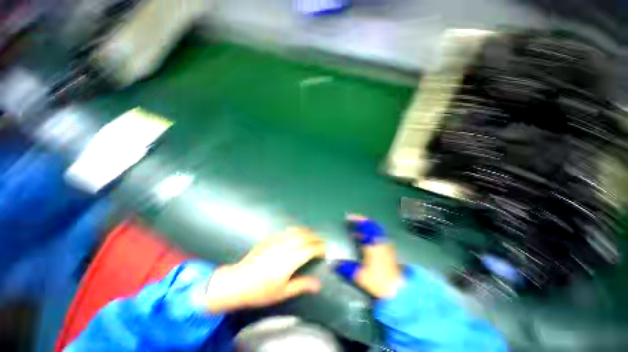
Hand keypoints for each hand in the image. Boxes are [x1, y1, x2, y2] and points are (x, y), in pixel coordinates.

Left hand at [206, 228, 324, 312]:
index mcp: (288, 262)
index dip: (319, 248)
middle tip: (321, 242)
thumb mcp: (282, 293)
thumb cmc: (260, 291)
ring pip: (295, 231)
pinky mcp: (269, 239)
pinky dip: (295, 230)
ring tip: (312, 236)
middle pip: (304, 237)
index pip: (309, 250)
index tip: (325, 250)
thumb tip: (318, 284)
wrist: (237, 282)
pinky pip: (286, 231)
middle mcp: (284, 248)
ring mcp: (275, 241)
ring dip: (306, 232)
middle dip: (315, 238)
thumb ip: (301, 285)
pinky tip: (296, 234)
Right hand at [334, 215, 401, 298]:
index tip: (348, 218)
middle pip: (372, 225)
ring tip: (355, 232)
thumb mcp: (360, 275)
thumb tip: (335, 264)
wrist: (398, 291)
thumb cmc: (379, 280)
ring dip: (365, 229)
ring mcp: (386, 245)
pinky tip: (363, 243)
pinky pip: (378, 237)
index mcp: (374, 242)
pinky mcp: (388, 251)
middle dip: (361, 222)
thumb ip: (346, 268)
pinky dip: (370, 236)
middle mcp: (381, 240)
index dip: (357, 219)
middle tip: (351, 223)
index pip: (366, 225)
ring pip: (375, 231)